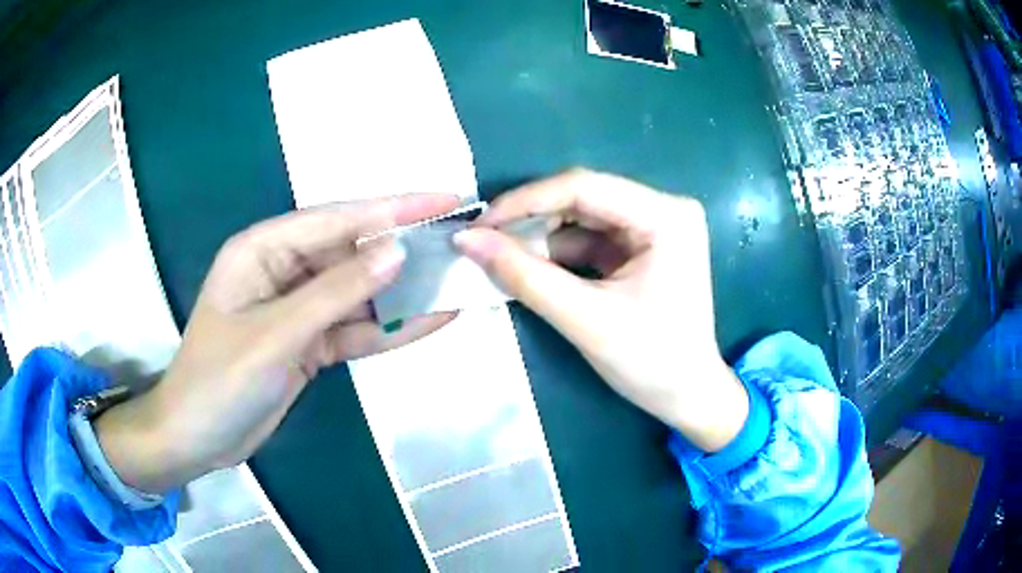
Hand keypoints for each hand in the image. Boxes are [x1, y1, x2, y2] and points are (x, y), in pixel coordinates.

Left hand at [95, 195, 459, 492]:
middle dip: (404, 249)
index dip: (393, 208)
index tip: (445, 200)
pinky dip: (389, 328)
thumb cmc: (220, 380)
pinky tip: (430, 320)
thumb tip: (397, 250)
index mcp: (263, 249)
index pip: (336, 218)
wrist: (199, 439)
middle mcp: (284, 270)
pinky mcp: (310, 342)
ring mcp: (299, 308)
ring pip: (359, 292)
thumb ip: (335, 293)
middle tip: (460, 243)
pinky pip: (355, 329)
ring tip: (456, 281)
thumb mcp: (276, 334)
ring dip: (402, 291)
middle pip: (352, 252)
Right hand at [455, 170, 746, 451]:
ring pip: (582, 218)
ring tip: (500, 257)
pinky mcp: (643, 247)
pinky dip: (559, 254)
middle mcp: (664, 209)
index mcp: (665, 217)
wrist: (687, 397)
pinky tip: (531, 268)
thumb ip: (524, 276)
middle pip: (583, 198)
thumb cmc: (650, 362)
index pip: (584, 187)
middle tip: (483, 241)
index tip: (478, 223)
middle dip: (531, 220)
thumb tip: (467, 239)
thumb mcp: (585, 320)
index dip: (525, 201)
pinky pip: (591, 238)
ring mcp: (655, 227)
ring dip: (542, 238)